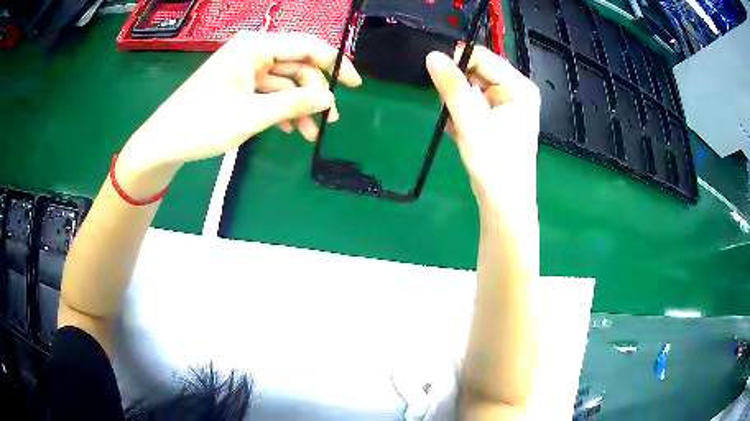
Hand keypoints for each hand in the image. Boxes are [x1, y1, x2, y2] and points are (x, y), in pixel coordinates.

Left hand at [118, 31, 360, 181]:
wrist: (164, 142)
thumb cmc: (202, 124)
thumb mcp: (251, 115)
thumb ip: (293, 103)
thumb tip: (330, 99)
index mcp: (255, 46)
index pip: (307, 46)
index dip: (335, 64)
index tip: (355, 85)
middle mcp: (252, 51)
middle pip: (297, 65)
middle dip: (314, 93)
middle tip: (328, 121)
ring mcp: (244, 68)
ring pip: (284, 82)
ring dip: (299, 106)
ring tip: (310, 134)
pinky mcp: (238, 84)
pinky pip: (268, 91)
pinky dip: (281, 108)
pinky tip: (290, 128)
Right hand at [426, 47, 539, 210]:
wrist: (503, 203)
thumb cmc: (495, 165)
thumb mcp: (472, 123)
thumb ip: (453, 88)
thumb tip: (432, 56)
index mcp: (519, 87)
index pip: (483, 57)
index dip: (458, 62)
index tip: (438, 79)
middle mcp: (515, 90)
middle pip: (476, 72)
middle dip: (458, 90)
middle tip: (452, 112)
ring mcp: (506, 104)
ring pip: (470, 88)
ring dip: (457, 105)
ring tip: (458, 127)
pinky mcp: (496, 117)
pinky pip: (471, 103)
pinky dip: (460, 115)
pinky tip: (461, 132)